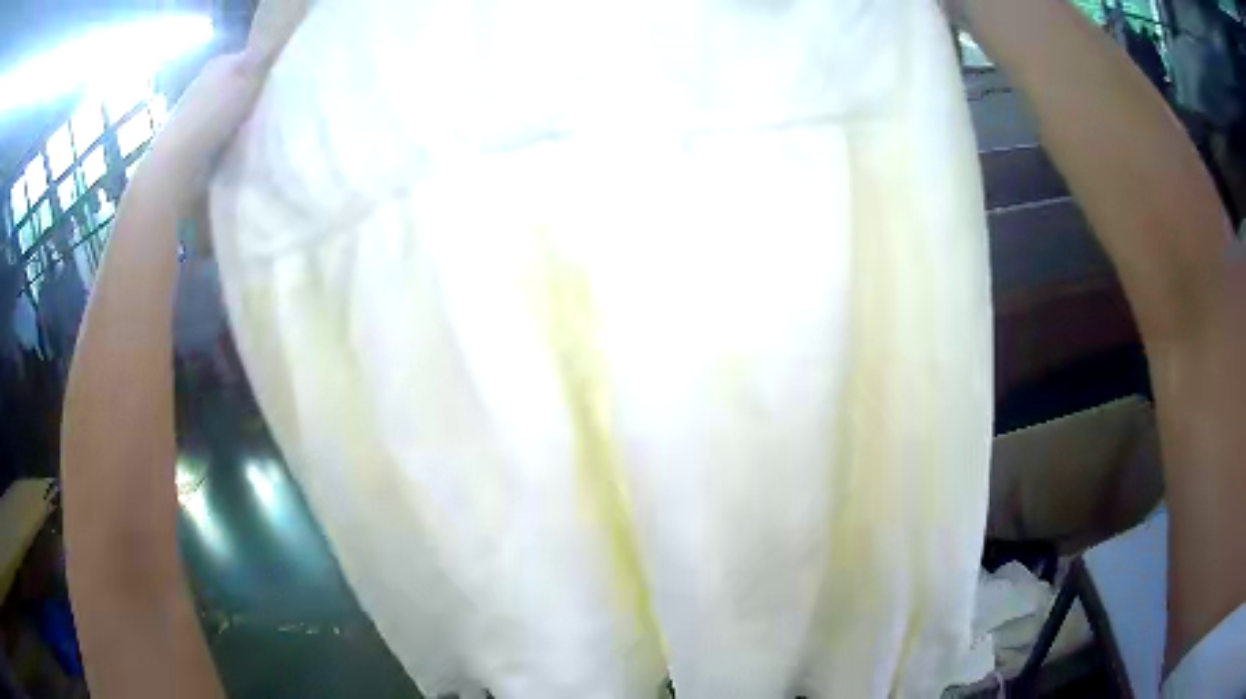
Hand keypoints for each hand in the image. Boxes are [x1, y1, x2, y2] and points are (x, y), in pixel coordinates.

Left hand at [135, 0, 306, 209]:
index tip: (288, 84)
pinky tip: (244, 151)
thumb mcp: (246, 77)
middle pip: (243, 85)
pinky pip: (224, 136)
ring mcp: (199, 115)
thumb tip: (283, 44)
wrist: (177, 166)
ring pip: (233, 112)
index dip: (272, 68)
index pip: (254, 57)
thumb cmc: (212, 116)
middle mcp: (208, 83)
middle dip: (258, 96)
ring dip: (246, 121)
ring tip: (264, 133)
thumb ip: (265, 59)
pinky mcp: (195, 145)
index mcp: (221, 62)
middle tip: (279, 111)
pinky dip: (234, 142)